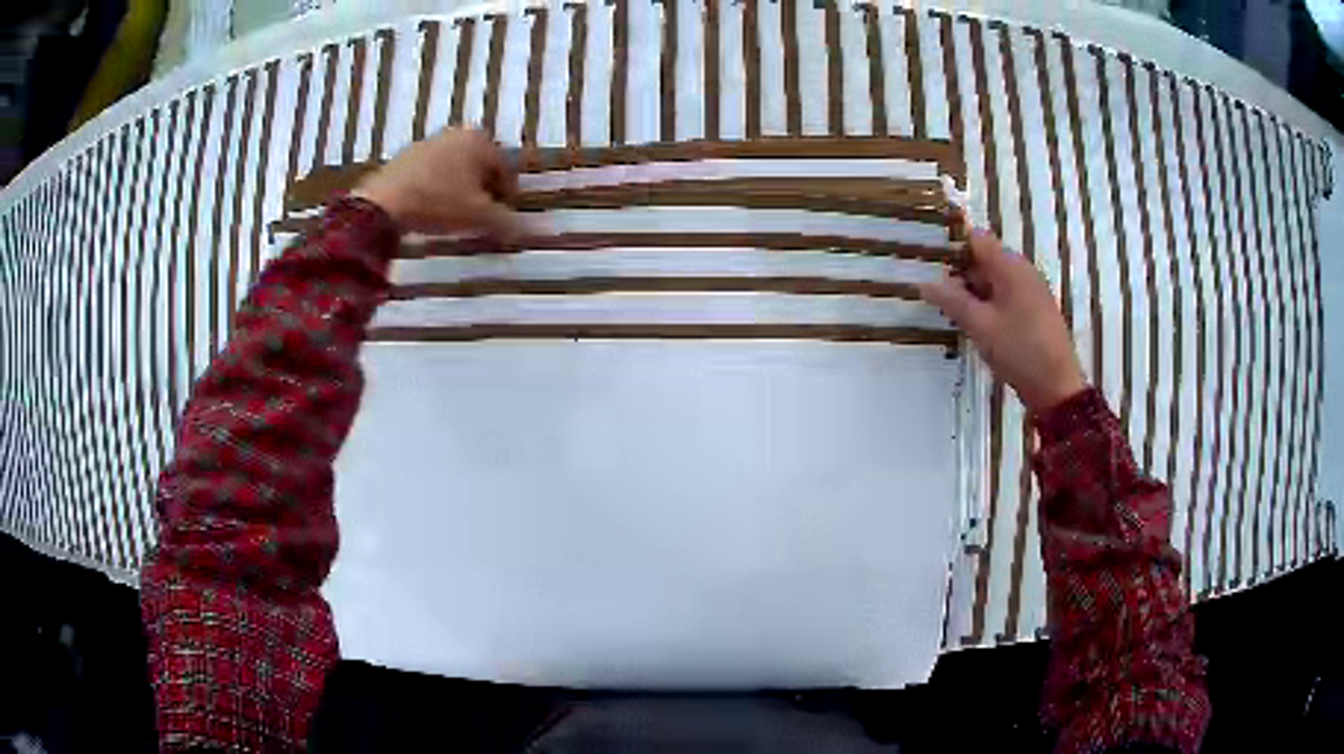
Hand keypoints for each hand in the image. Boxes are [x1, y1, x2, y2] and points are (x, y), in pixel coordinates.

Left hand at [351, 128, 522, 240]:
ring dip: (459, 191)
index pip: (506, 171)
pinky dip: (436, 189)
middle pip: (480, 168)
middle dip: (483, 192)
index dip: (508, 198)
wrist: (382, 203)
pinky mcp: (405, 157)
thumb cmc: (438, 202)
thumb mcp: (479, 217)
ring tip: (454, 217)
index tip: (502, 220)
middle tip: (480, 219)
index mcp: (480, 141)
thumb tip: (531, 230)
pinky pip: (431, 174)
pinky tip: (429, 210)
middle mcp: (457, 134)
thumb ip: (507, 222)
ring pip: (455, 170)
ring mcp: (429, 142)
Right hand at [919, 216, 1086, 412]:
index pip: (976, 239)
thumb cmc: (1020, 351)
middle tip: (932, 294)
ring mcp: (1030, 292)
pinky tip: (973, 325)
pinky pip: (1004, 298)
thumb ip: (952, 301)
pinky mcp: (1033, 312)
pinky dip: (986, 305)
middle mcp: (1022, 272)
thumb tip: (924, 283)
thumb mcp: (981, 326)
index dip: (951, 246)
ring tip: (947, 312)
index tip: (927, 262)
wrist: (1057, 388)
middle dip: (958, 274)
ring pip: (993, 282)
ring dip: (971, 293)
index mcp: (1011, 267)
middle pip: (984, 260)